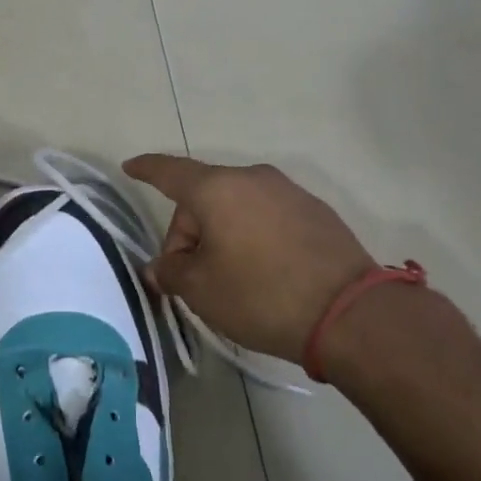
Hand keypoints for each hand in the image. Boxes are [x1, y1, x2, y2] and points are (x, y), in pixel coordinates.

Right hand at [123, 155, 375, 362]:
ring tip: (232, 279)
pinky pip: (268, 217)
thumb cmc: (260, 295)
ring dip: (223, 234)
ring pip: (237, 207)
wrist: (350, 313)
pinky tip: (266, 273)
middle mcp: (253, 178)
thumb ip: (171, 271)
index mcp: (217, 189)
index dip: (147, 169)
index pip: (170, 172)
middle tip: (192, 278)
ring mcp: (289, 192)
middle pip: (204, 198)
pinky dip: (254, 236)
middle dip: (190, 232)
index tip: (131, 167)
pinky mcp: (316, 211)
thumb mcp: (201, 290)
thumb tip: (162, 267)